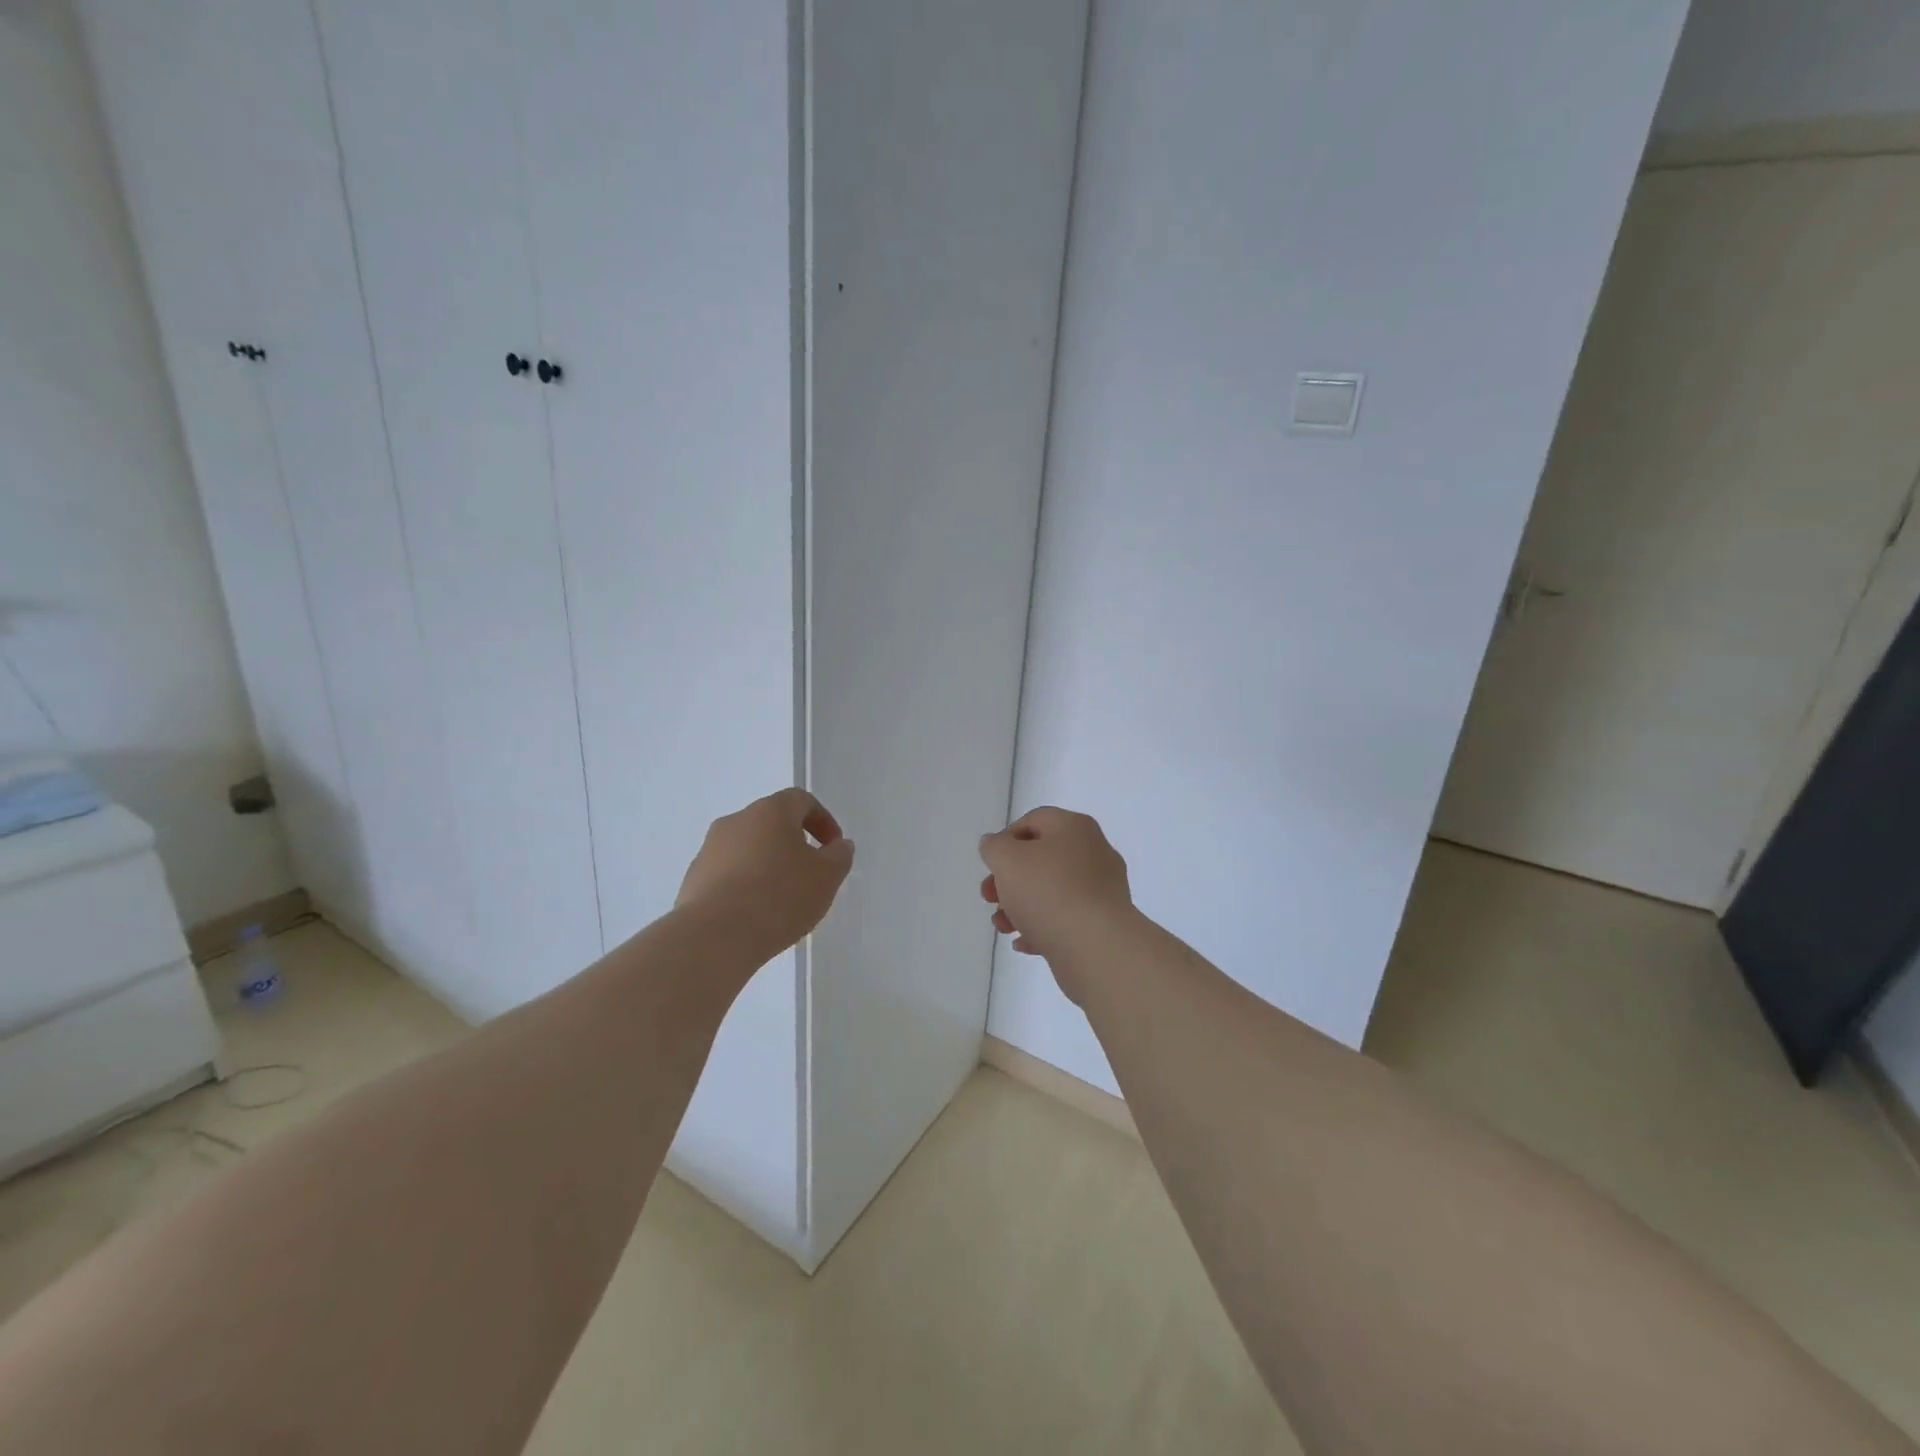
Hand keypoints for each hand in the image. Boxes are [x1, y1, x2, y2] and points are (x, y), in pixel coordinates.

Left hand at [677, 788, 854, 957]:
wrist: (715, 936)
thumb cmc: (779, 897)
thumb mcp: (826, 877)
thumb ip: (839, 857)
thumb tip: (839, 846)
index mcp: (771, 811)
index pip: (801, 800)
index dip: (823, 820)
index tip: (833, 848)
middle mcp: (736, 821)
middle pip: (771, 823)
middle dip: (794, 844)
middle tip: (810, 874)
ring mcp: (709, 849)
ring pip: (748, 849)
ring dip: (768, 866)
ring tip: (782, 901)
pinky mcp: (693, 879)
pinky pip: (728, 874)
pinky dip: (745, 886)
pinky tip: (755, 915)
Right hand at [979, 807, 1132, 994]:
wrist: (1096, 947)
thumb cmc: (1048, 892)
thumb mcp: (1006, 859)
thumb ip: (994, 847)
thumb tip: (997, 846)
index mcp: (1074, 827)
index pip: (1033, 821)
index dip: (1005, 840)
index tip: (990, 866)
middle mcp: (1093, 852)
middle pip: (1041, 859)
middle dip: (1009, 879)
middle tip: (990, 898)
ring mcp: (1101, 889)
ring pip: (1051, 892)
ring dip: (1020, 907)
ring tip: (1003, 927)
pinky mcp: (1102, 923)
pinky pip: (1065, 919)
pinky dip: (1042, 927)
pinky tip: (1023, 943)